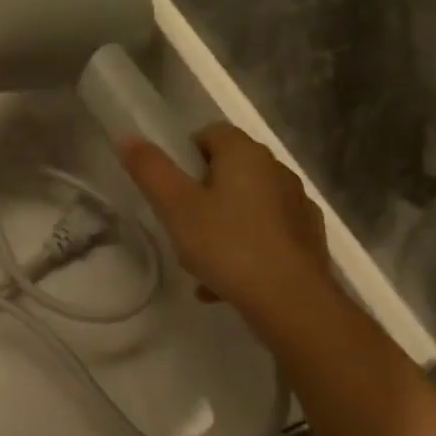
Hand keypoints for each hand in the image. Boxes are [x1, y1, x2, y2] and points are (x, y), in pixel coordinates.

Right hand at [120, 122, 332, 311]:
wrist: (292, 303)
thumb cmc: (227, 244)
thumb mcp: (175, 206)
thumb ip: (150, 169)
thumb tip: (126, 137)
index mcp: (246, 155)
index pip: (211, 133)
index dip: (185, 153)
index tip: (171, 185)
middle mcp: (278, 171)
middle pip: (229, 168)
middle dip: (202, 191)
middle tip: (180, 221)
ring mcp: (298, 206)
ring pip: (247, 203)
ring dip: (222, 221)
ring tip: (199, 258)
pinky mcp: (309, 239)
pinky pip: (265, 233)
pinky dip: (244, 246)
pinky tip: (224, 280)